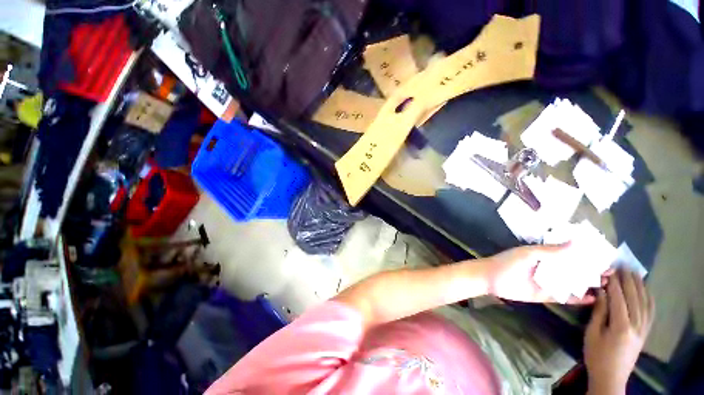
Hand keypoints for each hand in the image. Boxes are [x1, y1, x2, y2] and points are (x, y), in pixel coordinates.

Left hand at [485, 243, 606, 303]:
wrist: (491, 278)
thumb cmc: (509, 262)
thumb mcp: (530, 254)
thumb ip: (552, 250)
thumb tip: (577, 242)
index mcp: (545, 256)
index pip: (570, 254)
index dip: (587, 256)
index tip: (606, 256)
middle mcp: (550, 269)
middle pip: (574, 270)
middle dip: (592, 271)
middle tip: (612, 273)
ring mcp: (549, 283)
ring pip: (573, 284)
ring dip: (589, 284)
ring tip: (608, 285)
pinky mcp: (546, 296)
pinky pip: (565, 297)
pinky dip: (578, 298)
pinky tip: (593, 299)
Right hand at [584, 270, 653, 394]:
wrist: (611, 376)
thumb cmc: (596, 355)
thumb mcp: (592, 334)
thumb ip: (599, 313)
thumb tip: (601, 293)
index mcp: (621, 326)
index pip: (619, 299)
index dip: (614, 283)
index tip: (609, 269)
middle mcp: (636, 326)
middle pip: (634, 298)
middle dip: (628, 281)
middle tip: (623, 265)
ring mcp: (643, 329)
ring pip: (645, 303)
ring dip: (640, 286)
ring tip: (634, 273)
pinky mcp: (646, 333)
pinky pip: (651, 313)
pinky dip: (649, 299)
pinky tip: (647, 290)